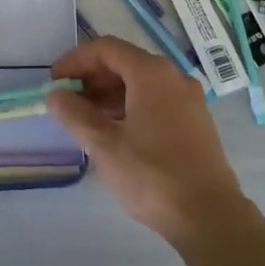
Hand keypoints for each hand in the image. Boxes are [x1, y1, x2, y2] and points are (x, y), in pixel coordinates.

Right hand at [46, 36, 254, 249]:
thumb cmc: (152, 174)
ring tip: (86, 119)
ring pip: (140, 83)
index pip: (105, 49)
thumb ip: (75, 114)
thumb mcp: (104, 144)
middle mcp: (173, 77)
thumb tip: (55, 95)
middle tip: (67, 101)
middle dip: (92, 77)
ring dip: (109, 93)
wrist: (210, 216)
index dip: (75, 60)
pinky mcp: (195, 121)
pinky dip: (130, 106)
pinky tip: (115, 131)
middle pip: (124, 62)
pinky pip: (156, 100)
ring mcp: (188, 99)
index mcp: (151, 73)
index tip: (54, 81)